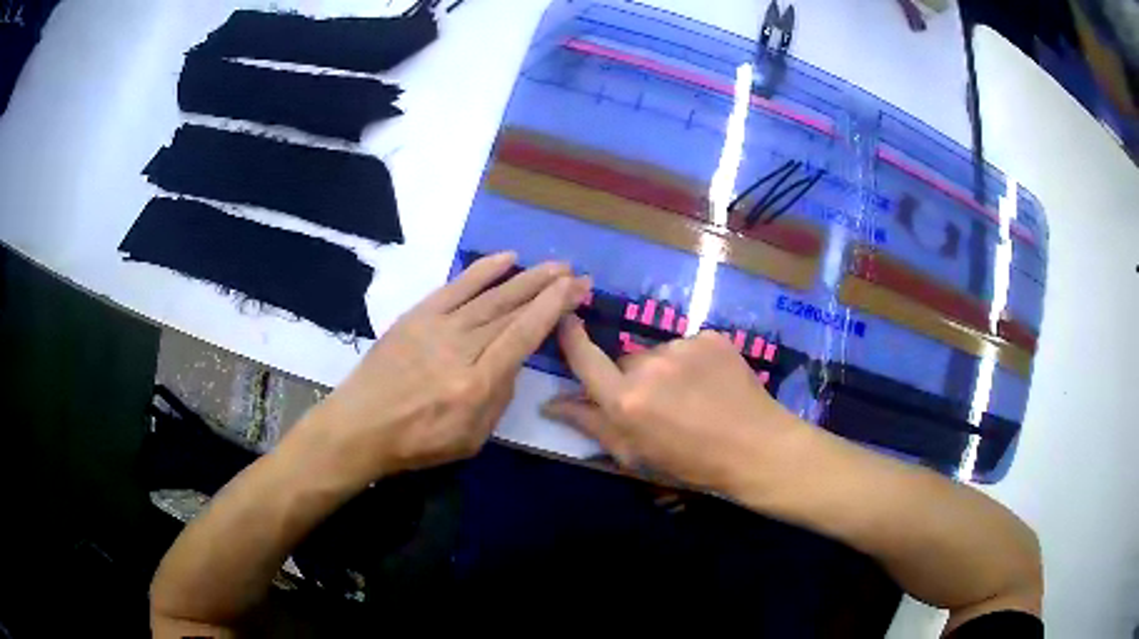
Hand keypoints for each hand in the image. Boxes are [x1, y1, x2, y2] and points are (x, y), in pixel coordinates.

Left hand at [291, 252, 589, 489]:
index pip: (523, 335)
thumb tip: (511, 362)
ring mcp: (437, 327)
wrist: (361, 425)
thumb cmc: (417, 441)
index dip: (552, 308)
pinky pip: (456, 287)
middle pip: (512, 310)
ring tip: (553, 264)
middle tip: (575, 273)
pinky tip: (507, 258)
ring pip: (490, 295)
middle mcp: (461, 348)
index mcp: (477, 384)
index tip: (575, 290)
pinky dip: (483, 270)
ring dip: (525, 276)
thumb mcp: (471, 438)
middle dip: (548, 289)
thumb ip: (499, 399)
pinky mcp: (418, 315)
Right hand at [542, 316, 807, 491]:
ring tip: (690, 398)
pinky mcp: (711, 338)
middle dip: (631, 380)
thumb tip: (551, 404)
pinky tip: (710, 385)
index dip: (570, 337)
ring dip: (664, 371)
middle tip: (656, 406)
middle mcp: (650, 365)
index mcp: (627, 400)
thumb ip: (591, 425)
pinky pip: (688, 347)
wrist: (757, 448)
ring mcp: (684, 347)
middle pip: (625, 362)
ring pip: (658, 354)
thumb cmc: (692, 463)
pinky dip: (692, 363)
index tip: (564, 319)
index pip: (585, 358)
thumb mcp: (635, 455)